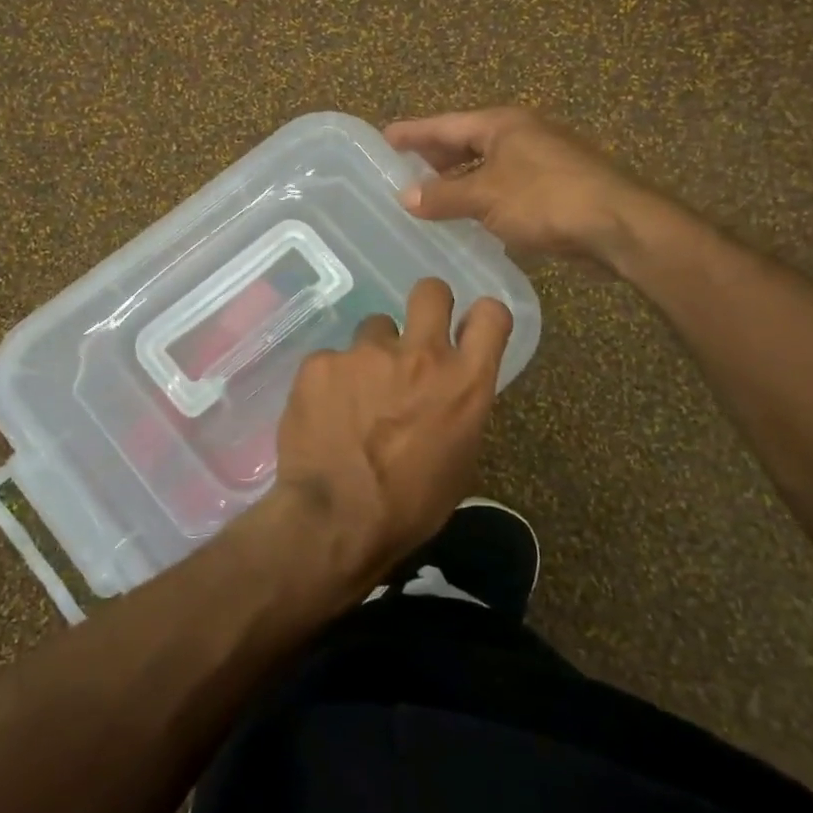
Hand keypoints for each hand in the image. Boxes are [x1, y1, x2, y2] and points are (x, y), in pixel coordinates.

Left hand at [265, 277, 512, 600]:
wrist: (337, 521)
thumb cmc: (411, 505)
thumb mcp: (459, 461)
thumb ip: (458, 409)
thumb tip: (445, 393)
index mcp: (464, 383)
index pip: (491, 315)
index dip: (481, 317)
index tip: (468, 329)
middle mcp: (420, 355)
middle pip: (431, 291)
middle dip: (427, 305)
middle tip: (412, 338)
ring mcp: (366, 354)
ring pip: (374, 328)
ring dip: (372, 355)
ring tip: (356, 395)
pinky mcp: (321, 362)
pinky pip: (332, 360)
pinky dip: (331, 381)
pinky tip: (324, 414)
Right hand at [385, 108, 660, 274]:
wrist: (615, 224)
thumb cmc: (545, 199)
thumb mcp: (485, 196)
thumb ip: (443, 196)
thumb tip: (405, 196)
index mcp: (501, 124)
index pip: (445, 124)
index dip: (413, 132)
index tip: (384, 137)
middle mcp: (520, 135)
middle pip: (466, 142)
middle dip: (434, 157)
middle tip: (402, 169)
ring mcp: (539, 161)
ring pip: (485, 167)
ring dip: (458, 181)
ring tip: (428, 196)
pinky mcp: (552, 189)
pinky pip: (503, 188)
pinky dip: (481, 198)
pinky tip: (468, 217)